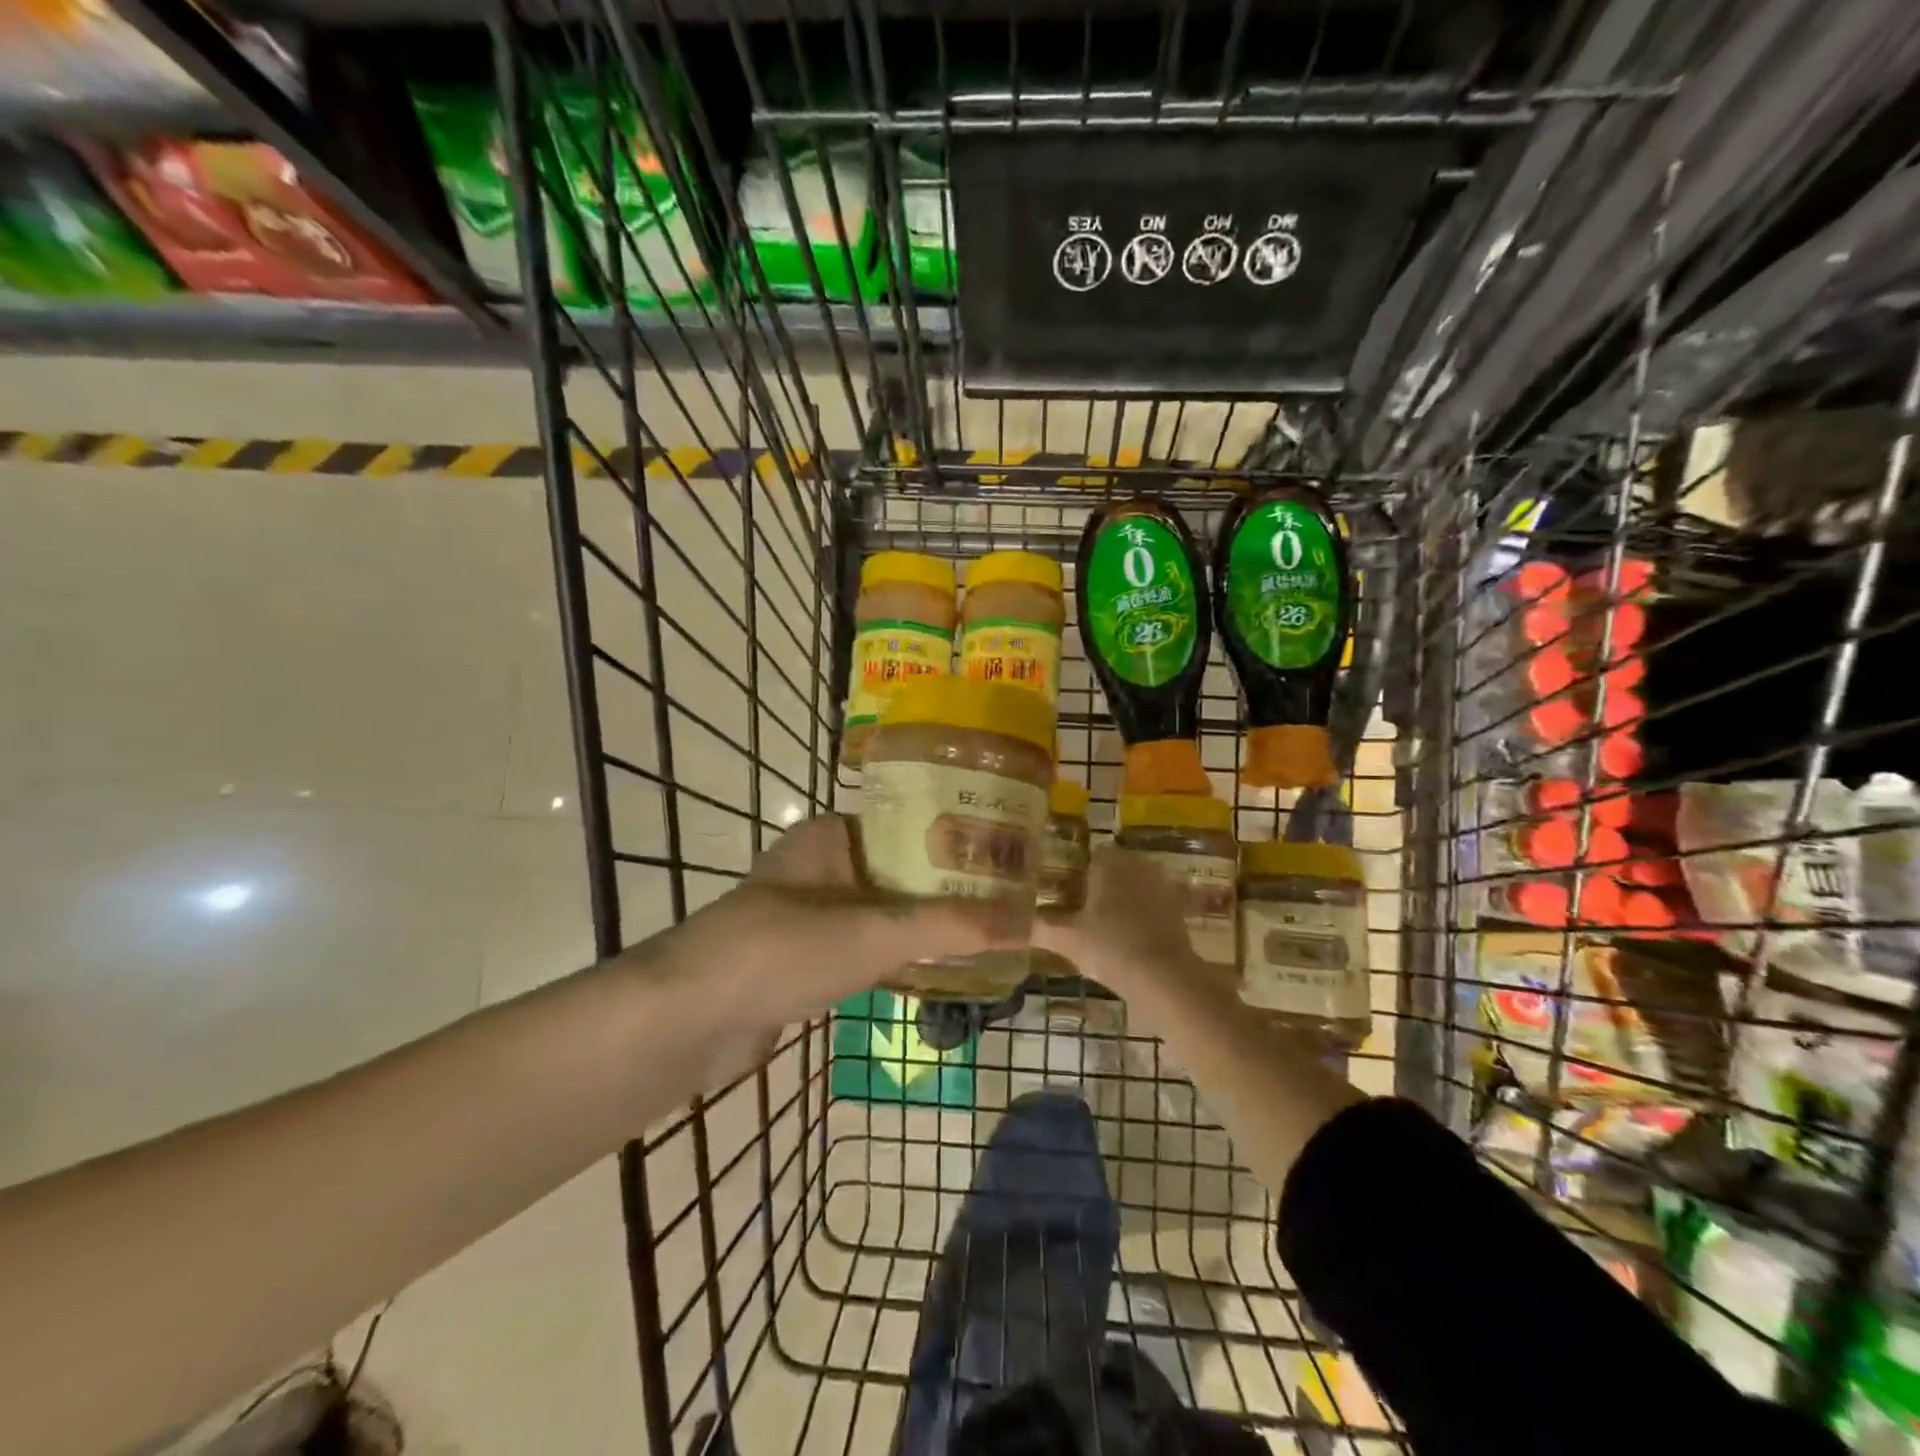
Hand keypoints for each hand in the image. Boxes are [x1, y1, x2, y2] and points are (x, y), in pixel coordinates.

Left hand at [674, 814, 1023, 1030]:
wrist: (687, 1020)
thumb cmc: (783, 950)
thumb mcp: (876, 932)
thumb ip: (952, 926)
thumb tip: (1029, 920)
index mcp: (831, 837)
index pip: (911, 825)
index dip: (962, 840)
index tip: (1011, 859)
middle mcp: (820, 866)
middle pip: (901, 872)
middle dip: (951, 890)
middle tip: (1011, 903)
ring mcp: (808, 914)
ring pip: (884, 913)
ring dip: (927, 926)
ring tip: (988, 935)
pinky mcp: (802, 959)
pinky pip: (864, 948)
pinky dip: (898, 957)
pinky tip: (939, 971)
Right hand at [1033, 845, 1220, 1006]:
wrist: (1165, 977)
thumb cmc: (1110, 947)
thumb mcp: (1067, 939)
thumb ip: (1038, 928)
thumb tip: (1007, 925)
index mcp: (1109, 863)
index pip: (1092, 854)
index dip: (1079, 871)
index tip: (1068, 892)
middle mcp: (1138, 866)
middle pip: (1115, 868)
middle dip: (1102, 884)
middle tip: (1082, 909)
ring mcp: (1162, 887)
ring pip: (1136, 885)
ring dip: (1124, 899)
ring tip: (1105, 925)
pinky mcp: (1179, 910)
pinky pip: (1154, 906)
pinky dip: (1144, 917)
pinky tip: (1131, 938)